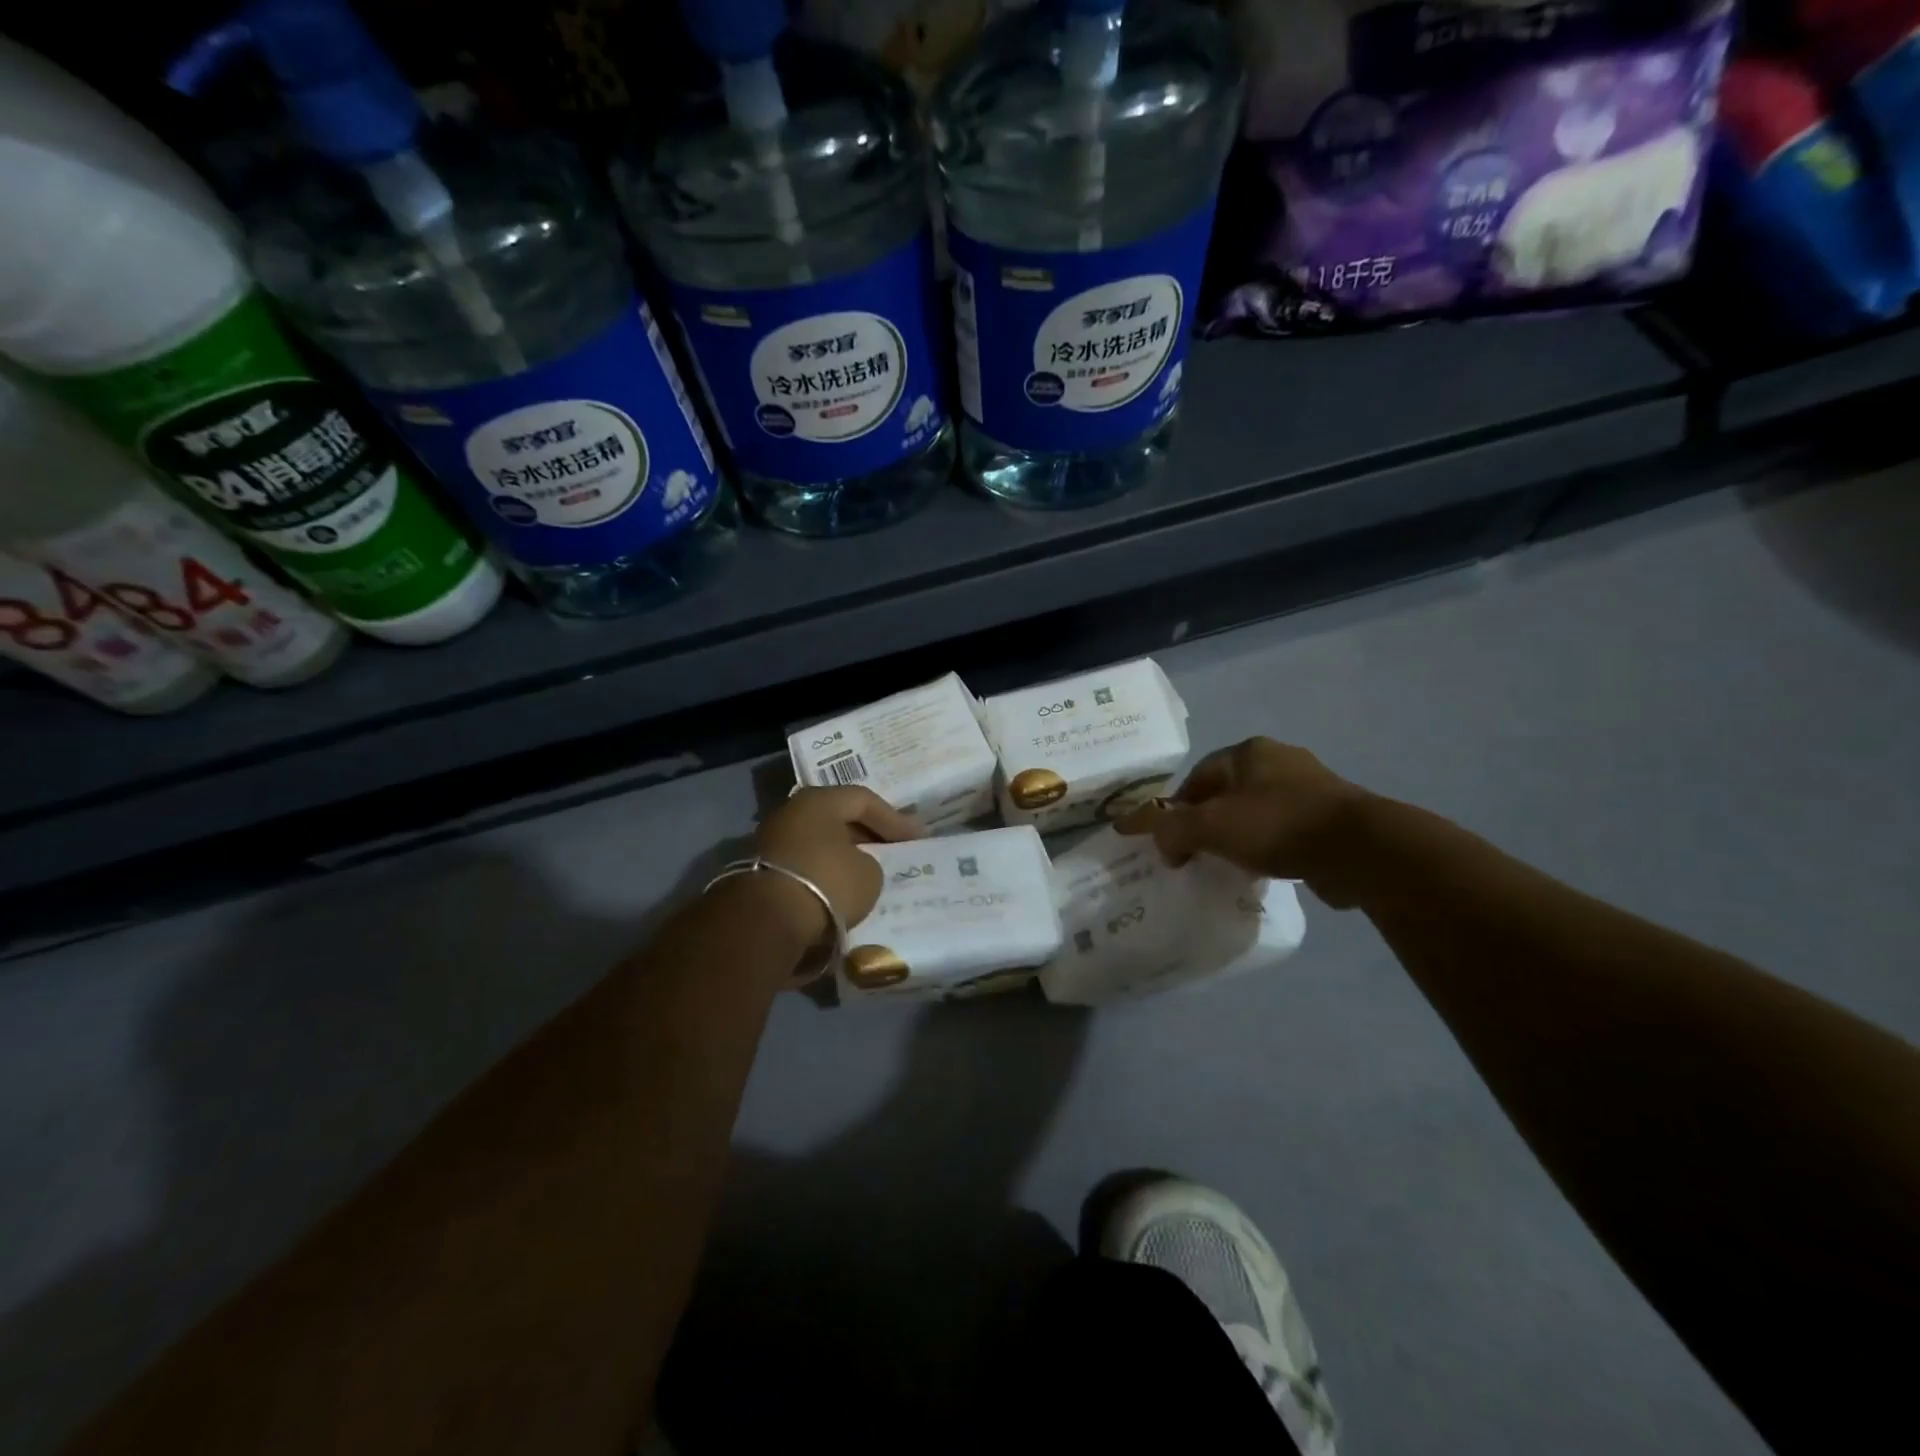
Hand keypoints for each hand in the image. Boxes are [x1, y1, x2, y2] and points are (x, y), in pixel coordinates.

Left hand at [746, 787, 925, 950]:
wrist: (765, 922)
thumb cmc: (826, 883)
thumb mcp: (869, 874)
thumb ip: (871, 862)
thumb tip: (858, 866)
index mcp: (819, 800)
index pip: (864, 800)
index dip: (894, 819)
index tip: (917, 839)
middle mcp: (791, 812)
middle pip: (837, 818)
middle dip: (867, 836)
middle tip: (893, 851)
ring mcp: (771, 841)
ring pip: (819, 843)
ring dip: (844, 857)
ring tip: (869, 874)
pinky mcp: (761, 872)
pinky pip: (804, 866)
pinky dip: (825, 875)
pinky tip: (841, 892)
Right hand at [1114, 737, 1369, 904]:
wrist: (1360, 850)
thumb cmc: (1277, 825)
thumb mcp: (1210, 826)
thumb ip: (1168, 826)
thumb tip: (1134, 827)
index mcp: (1249, 752)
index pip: (1198, 776)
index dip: (1177, 808)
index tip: (1170, 842)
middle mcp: (1281, 761)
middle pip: (1227, 794)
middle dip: (1207, 823)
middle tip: (1194, 855)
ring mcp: (1312, 789)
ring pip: (1257, 813)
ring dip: (1239, 837)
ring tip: (1228, 867)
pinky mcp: (1333, 819)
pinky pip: (1286, 832)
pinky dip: (1269, 849)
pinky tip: (1265, 871)